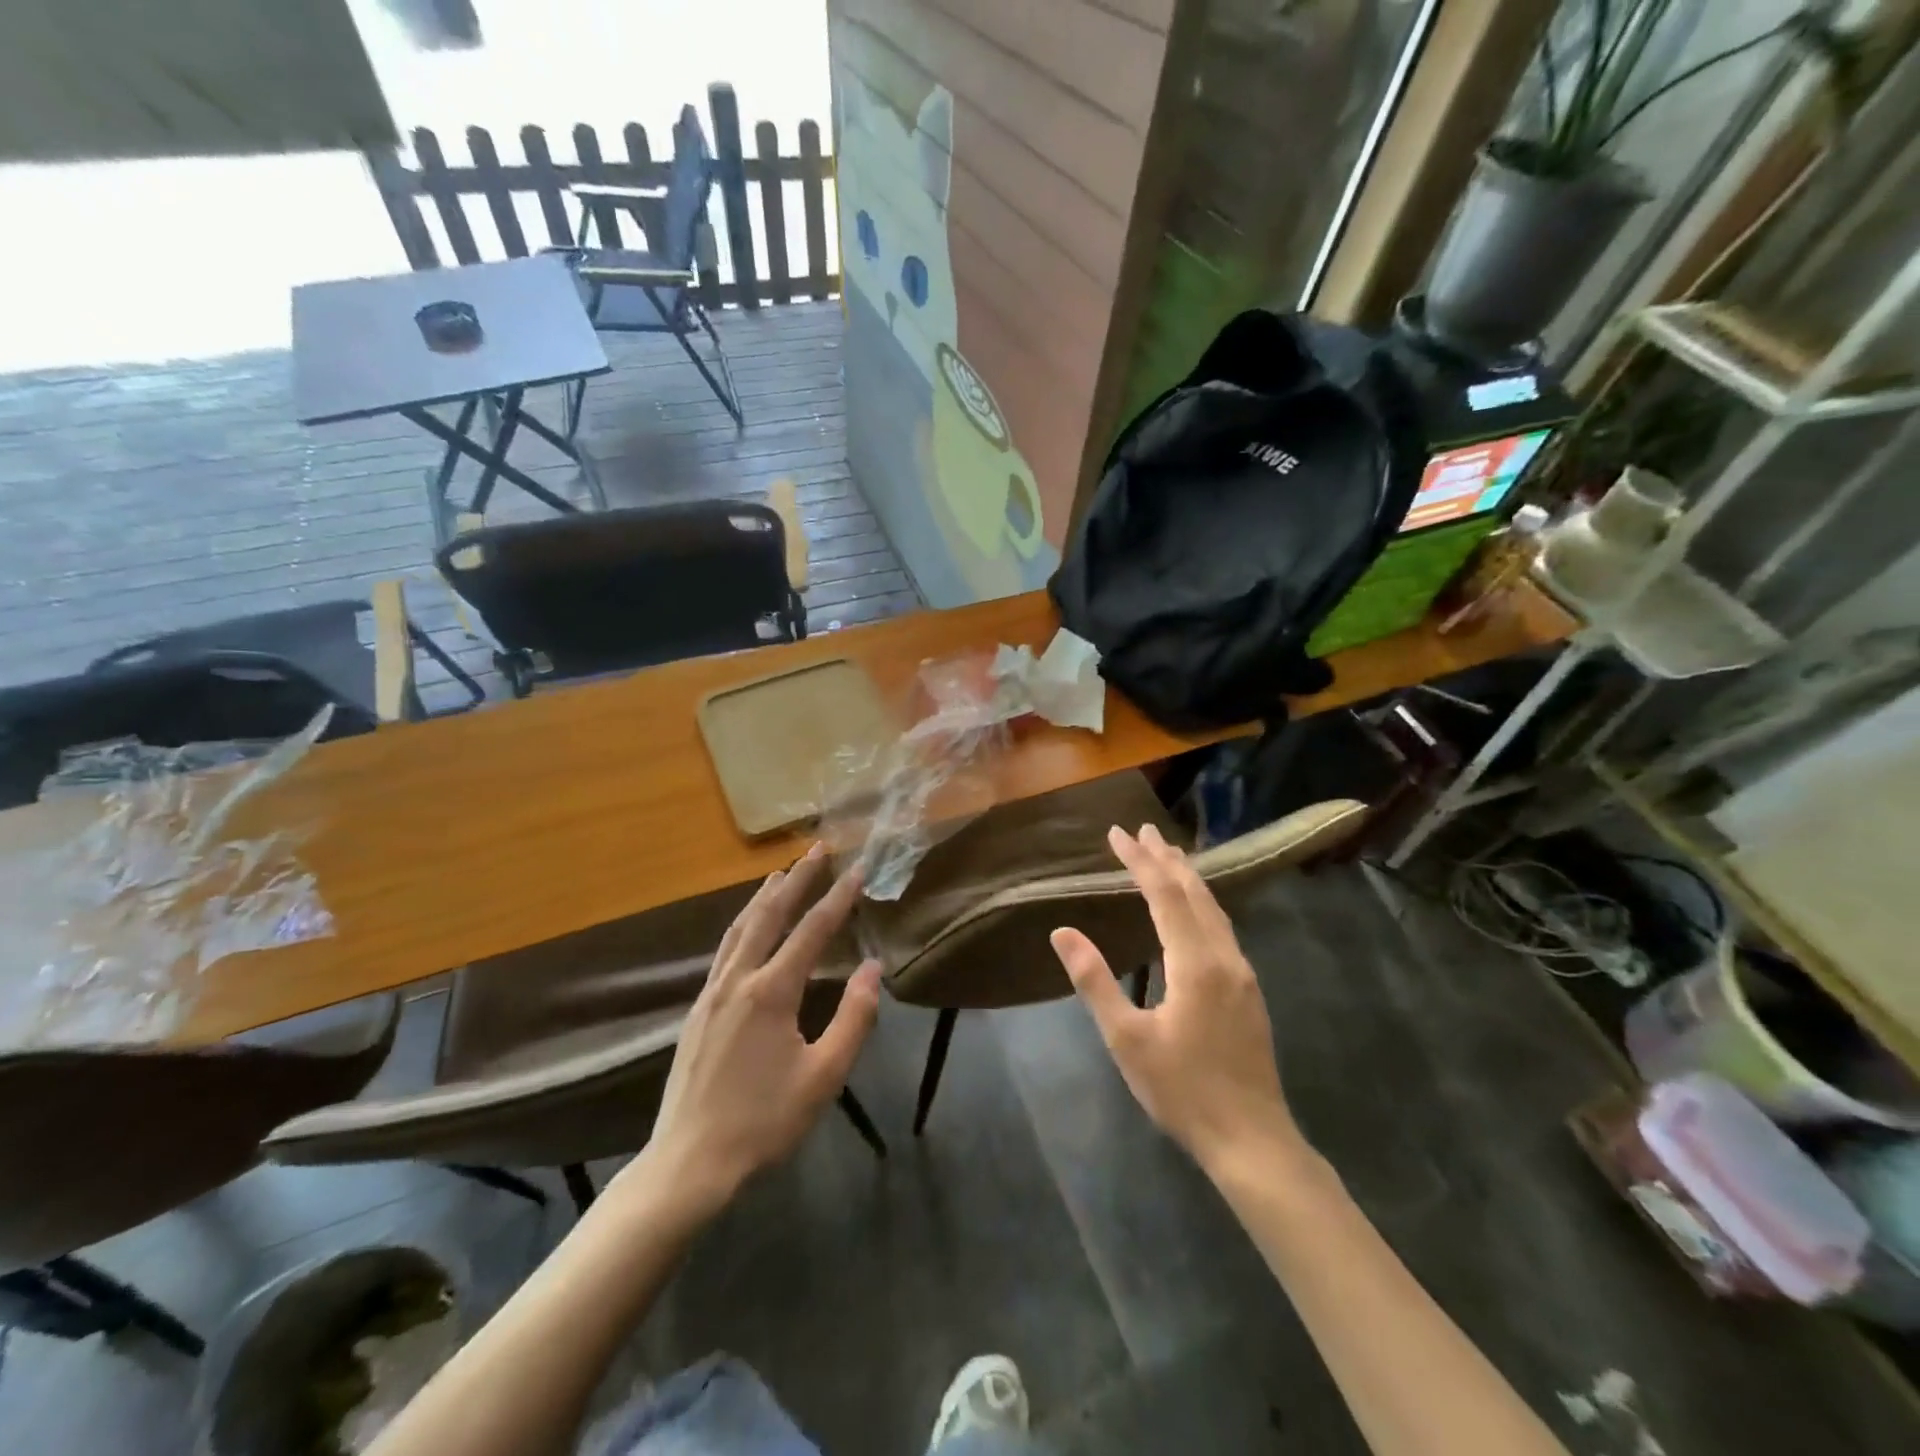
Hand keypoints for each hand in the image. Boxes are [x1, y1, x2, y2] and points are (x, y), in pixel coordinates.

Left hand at [626, 846, 882, 1211]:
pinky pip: (725, 949)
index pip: (812, 931)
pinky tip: (748, 926)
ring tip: (781, 872)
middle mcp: (738, 980)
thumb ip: (853, 1018)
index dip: (837, 898)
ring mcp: (712, 993)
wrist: (689, 1164)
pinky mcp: (697, 1010)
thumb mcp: (824, 1076)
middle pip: (770, 915)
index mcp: (771, 992)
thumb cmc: (764, 1122)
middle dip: (796, 879)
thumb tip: (873, 967)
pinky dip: (743, 923)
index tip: (857, 869)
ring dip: (764, 896)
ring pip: (740, 928)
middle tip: (817, 848)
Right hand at [1049, 824, 1307, 1177]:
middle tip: (1143, 830)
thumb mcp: (1126, 1039)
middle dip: (1166, 858)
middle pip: (1194, 892)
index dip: (1139, 861)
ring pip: (1214, 909)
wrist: (1252, 1140)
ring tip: (1168, 854)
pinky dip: (1201, 902)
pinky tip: (1194, 909)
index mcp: (1195, 962)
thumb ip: (1094, 981)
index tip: (1117, 834)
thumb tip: (1062, 932)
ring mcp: (1242, 973)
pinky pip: (1222, 927)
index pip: (1164, 894)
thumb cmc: (1182, 1090)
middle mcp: (1224, 957)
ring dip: (1188, 878)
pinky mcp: (1248, 990)